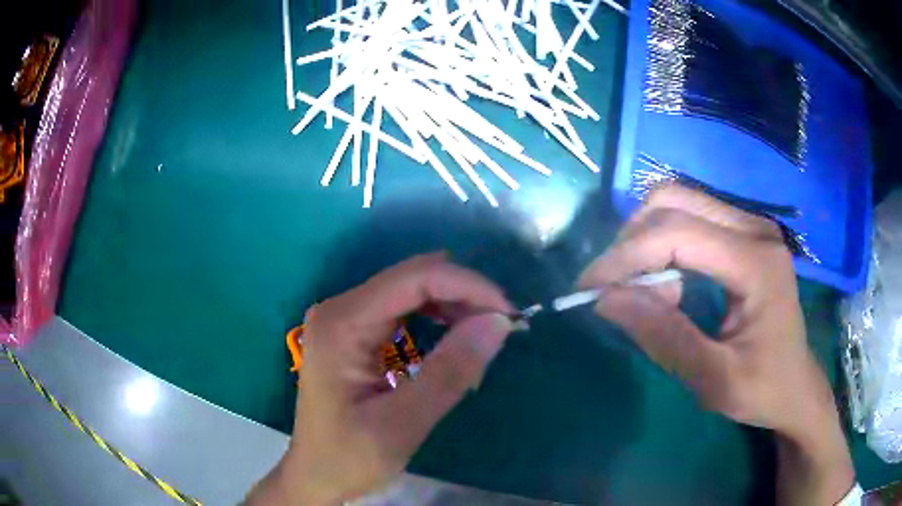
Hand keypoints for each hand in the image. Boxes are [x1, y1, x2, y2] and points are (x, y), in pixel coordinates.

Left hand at [247, 254, 513, 504]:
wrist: (316, 474)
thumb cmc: (350, 457)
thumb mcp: (403, 423)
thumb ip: (450, 372)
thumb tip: (498, 322)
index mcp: (342, 323)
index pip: (415, 278)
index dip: (468, 286)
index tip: (509, 315)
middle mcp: (340, 308)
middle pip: (413, 278)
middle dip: (464, 295)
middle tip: (502, 328)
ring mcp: (345, 318)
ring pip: (411, 289)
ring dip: (454, 305)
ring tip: (484, 336)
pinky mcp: (354, 332)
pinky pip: (404, 309)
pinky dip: (438, 318)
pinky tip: (456, 339)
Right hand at [578, 185, 853, 504]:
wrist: (795, 385)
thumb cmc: (763, 389)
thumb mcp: (713, 380)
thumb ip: (664, 338)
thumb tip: (606, 300)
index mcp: (756, 263)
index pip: (678, 233)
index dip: (626, 256)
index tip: (589, 288)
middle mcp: (755, 229)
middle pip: (674, 201)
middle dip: (632, 241)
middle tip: (614, 288)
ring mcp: (750, 226)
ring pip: (678, 203)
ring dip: (646, 241)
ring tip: (644, 292)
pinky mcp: (743, 234)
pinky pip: (690, 219)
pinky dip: (663, 245)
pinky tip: (667, 284)